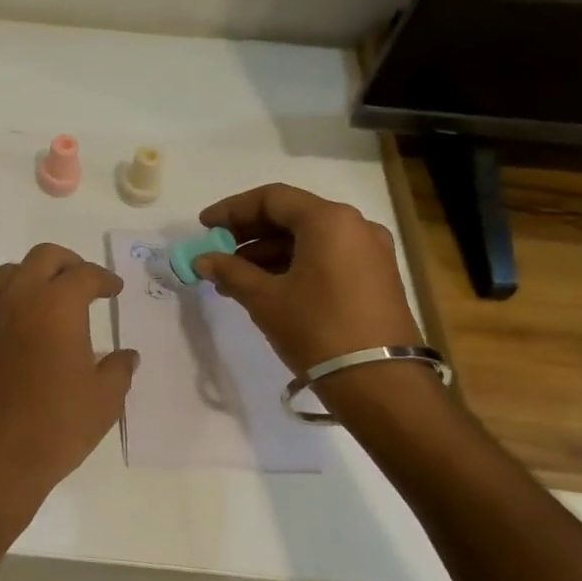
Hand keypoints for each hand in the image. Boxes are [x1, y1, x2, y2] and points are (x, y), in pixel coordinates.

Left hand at [0, 244, 138, 506]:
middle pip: (43, 258)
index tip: (114, 290)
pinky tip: (36, 327)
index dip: (104, 279)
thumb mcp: (104, 399)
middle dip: (69, 263)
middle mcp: (22, 300)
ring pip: (13, 273)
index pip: (83, 274)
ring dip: (36, 275)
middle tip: (88, 283)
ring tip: (57, 298)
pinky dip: (19, 299)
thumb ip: (119, 370)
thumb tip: (126, 356)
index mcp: (57, 305)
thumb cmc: (57, 424)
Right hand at [194, 184, 422, 382]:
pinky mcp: (374, 278)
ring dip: (267, 253)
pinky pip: (325, 258)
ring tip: (232, 278)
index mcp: (328, 220)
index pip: (272, 198)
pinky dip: (292, 266)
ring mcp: (370, 252)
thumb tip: (203, 260)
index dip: (232, 210)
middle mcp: (354, 226)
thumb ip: (230, 272)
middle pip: (291, 216)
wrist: (379, 382)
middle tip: (216, 251)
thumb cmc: (317, 329)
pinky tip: (265, 288)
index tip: (204, 226)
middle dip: (249, 233)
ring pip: (308, 240)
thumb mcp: (265, 299)